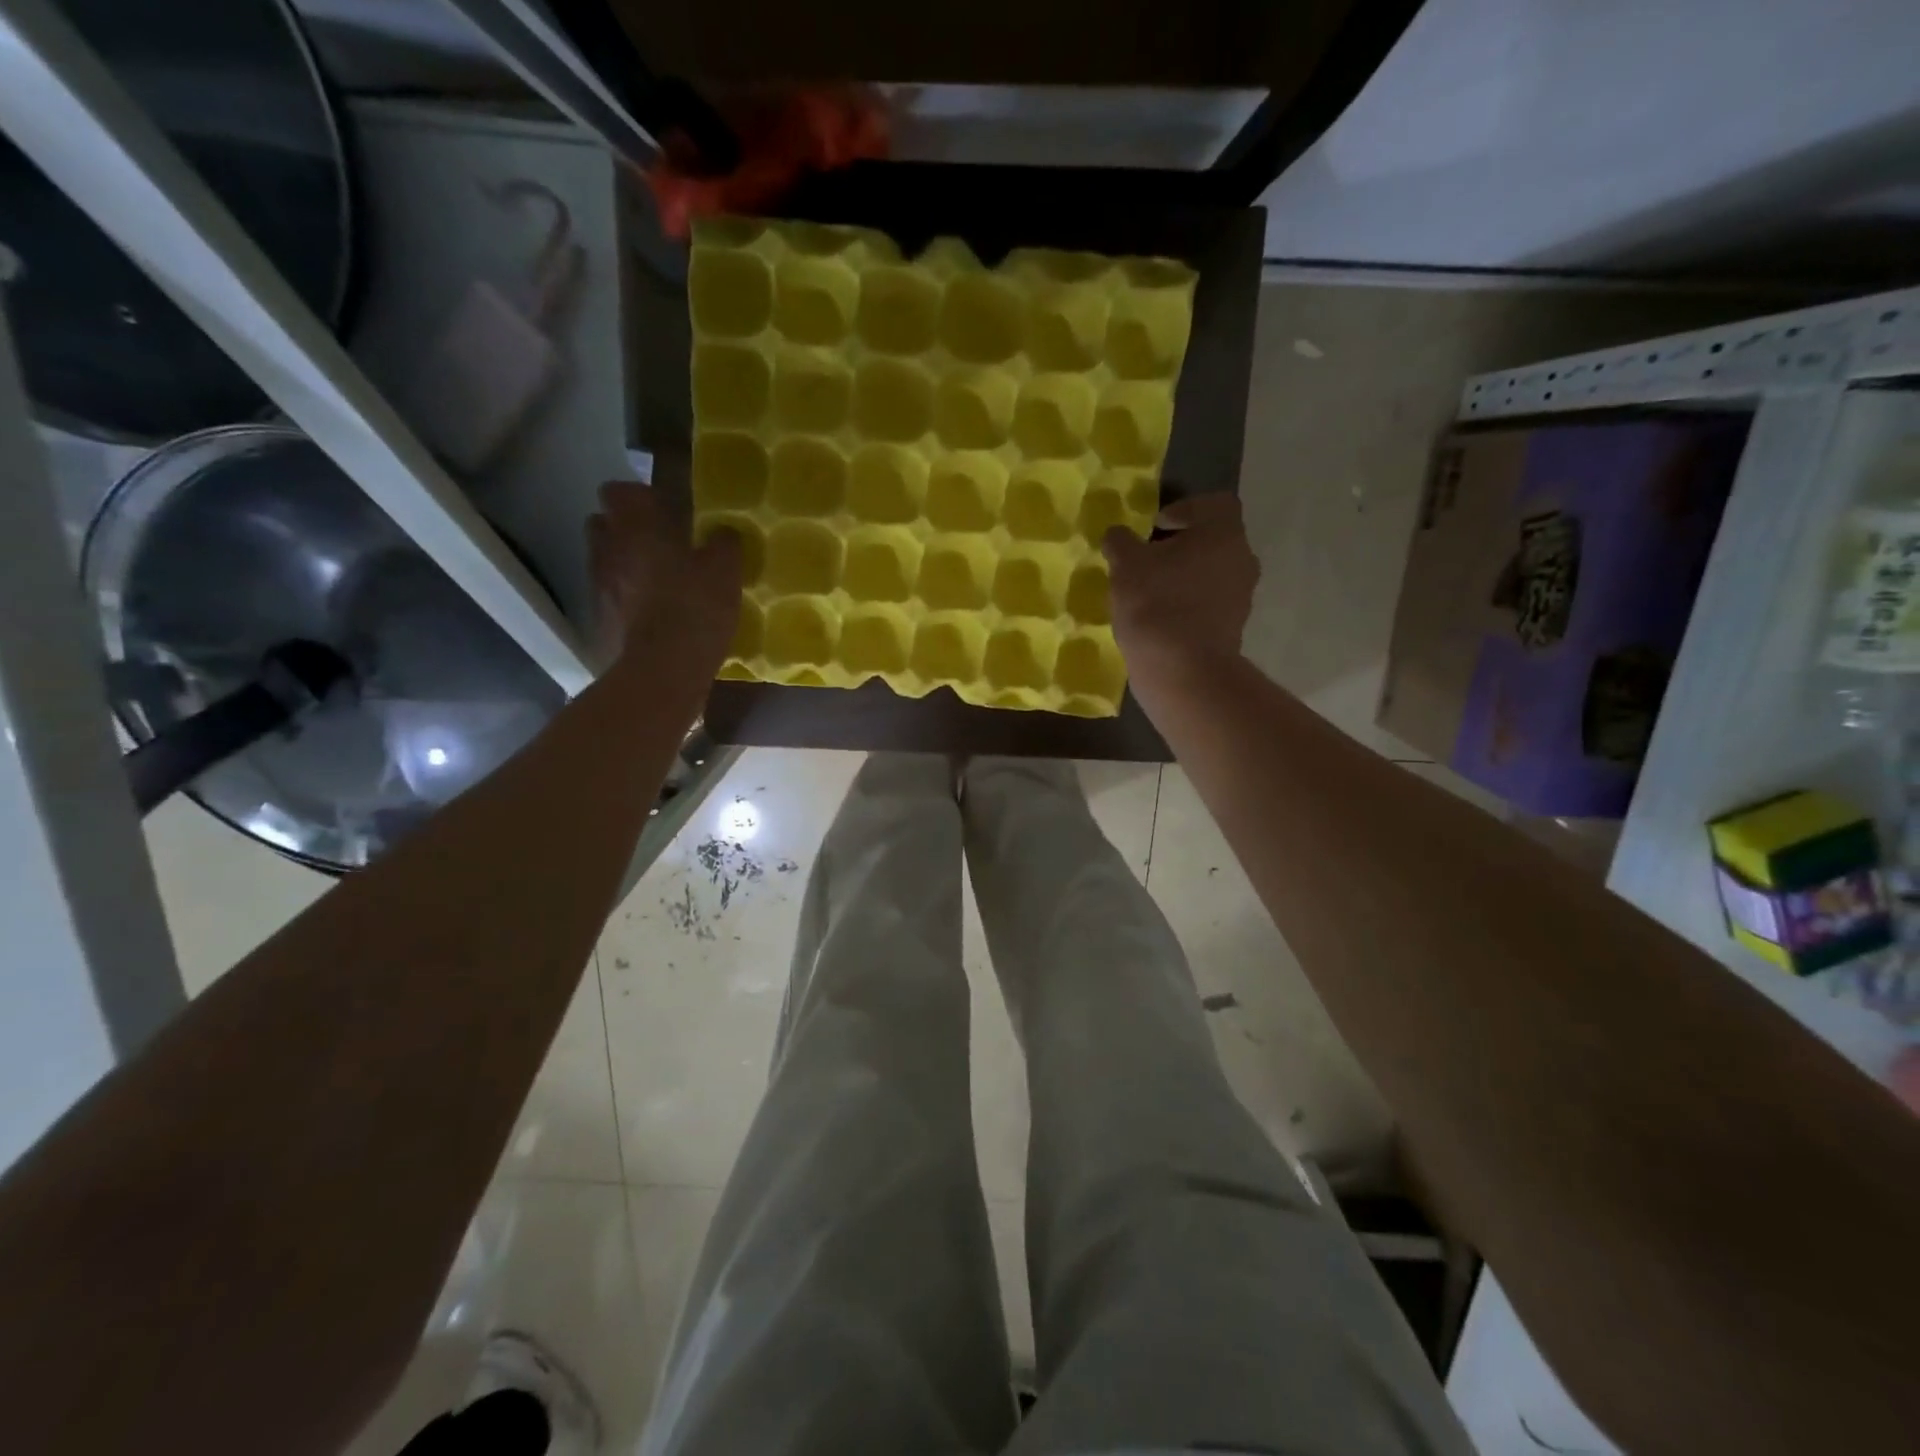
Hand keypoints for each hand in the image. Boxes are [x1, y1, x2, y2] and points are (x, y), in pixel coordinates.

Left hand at [587, 480, 740, 673]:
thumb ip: (723, 543)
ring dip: (626, 566)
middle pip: (604, 524)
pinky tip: (653, 616)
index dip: (640, 497)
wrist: (663, 671)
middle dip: (627, 530)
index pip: (619, 491)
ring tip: (658, 584)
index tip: (665, 511)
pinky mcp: (599, 622)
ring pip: (605, 562)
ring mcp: (598, 587)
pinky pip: (611, 599)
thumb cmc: (695, 608)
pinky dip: (626, 601)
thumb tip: (722, 533)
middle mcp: (607, 550)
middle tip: (660, 545)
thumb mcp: (725, 570)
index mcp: (636, 527)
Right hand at [1102, 492, 1258, 685]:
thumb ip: (1120, 542)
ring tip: (1150, 593)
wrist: (1182, 669)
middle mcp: (1242, 559)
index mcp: (1223, 533)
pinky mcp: (1233, 628)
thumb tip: (1118, 535)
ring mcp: (1241, 597)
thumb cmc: (1155, 603)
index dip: (1184, 509)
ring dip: (1184, 578)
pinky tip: (1160, 619)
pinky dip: (1188, 605)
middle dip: (1181, 547)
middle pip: (1213, 541)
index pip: (1215, 505)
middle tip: (1148, 560)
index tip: (1156, 527)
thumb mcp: (1125, 565)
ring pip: (1212, 574)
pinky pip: (1209, 604)